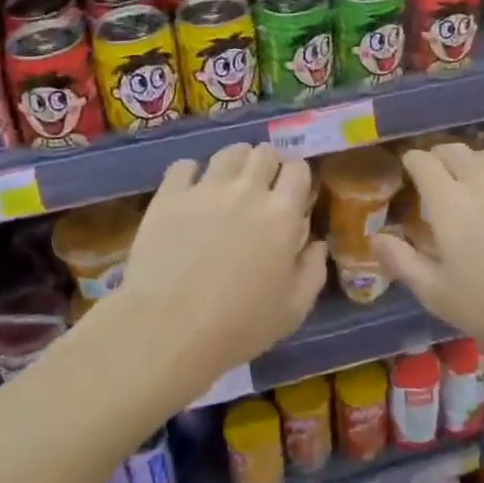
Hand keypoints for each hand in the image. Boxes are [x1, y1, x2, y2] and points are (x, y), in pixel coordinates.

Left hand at [109, 143, 325, 396]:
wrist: (168, 330)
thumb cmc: (238, 326)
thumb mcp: (294, 309)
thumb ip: (313, 270)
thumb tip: (316, 242)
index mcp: (281, 214)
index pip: (298, 169)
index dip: (297, 179)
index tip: (292, 196)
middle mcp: (246, 190)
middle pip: (264, 152)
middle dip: (268, 165)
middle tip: (261, 190)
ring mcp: (205, 188)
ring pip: (228, 152)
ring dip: (235, 163)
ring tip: (229, 185)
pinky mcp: (169, 195)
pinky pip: (184, 165)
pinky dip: (191, 174)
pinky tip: (190, 193)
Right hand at [372, 143, 483, 358]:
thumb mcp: (436, 293)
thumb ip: (402, 261)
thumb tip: (376, 238)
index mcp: (448, 200)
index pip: (423, 161)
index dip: (411, 161)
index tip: (407, 170)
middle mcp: (481, 181)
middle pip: (455, 150)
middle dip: (439, 156)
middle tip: (436, 175)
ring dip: (473, 163)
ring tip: (472, 183)